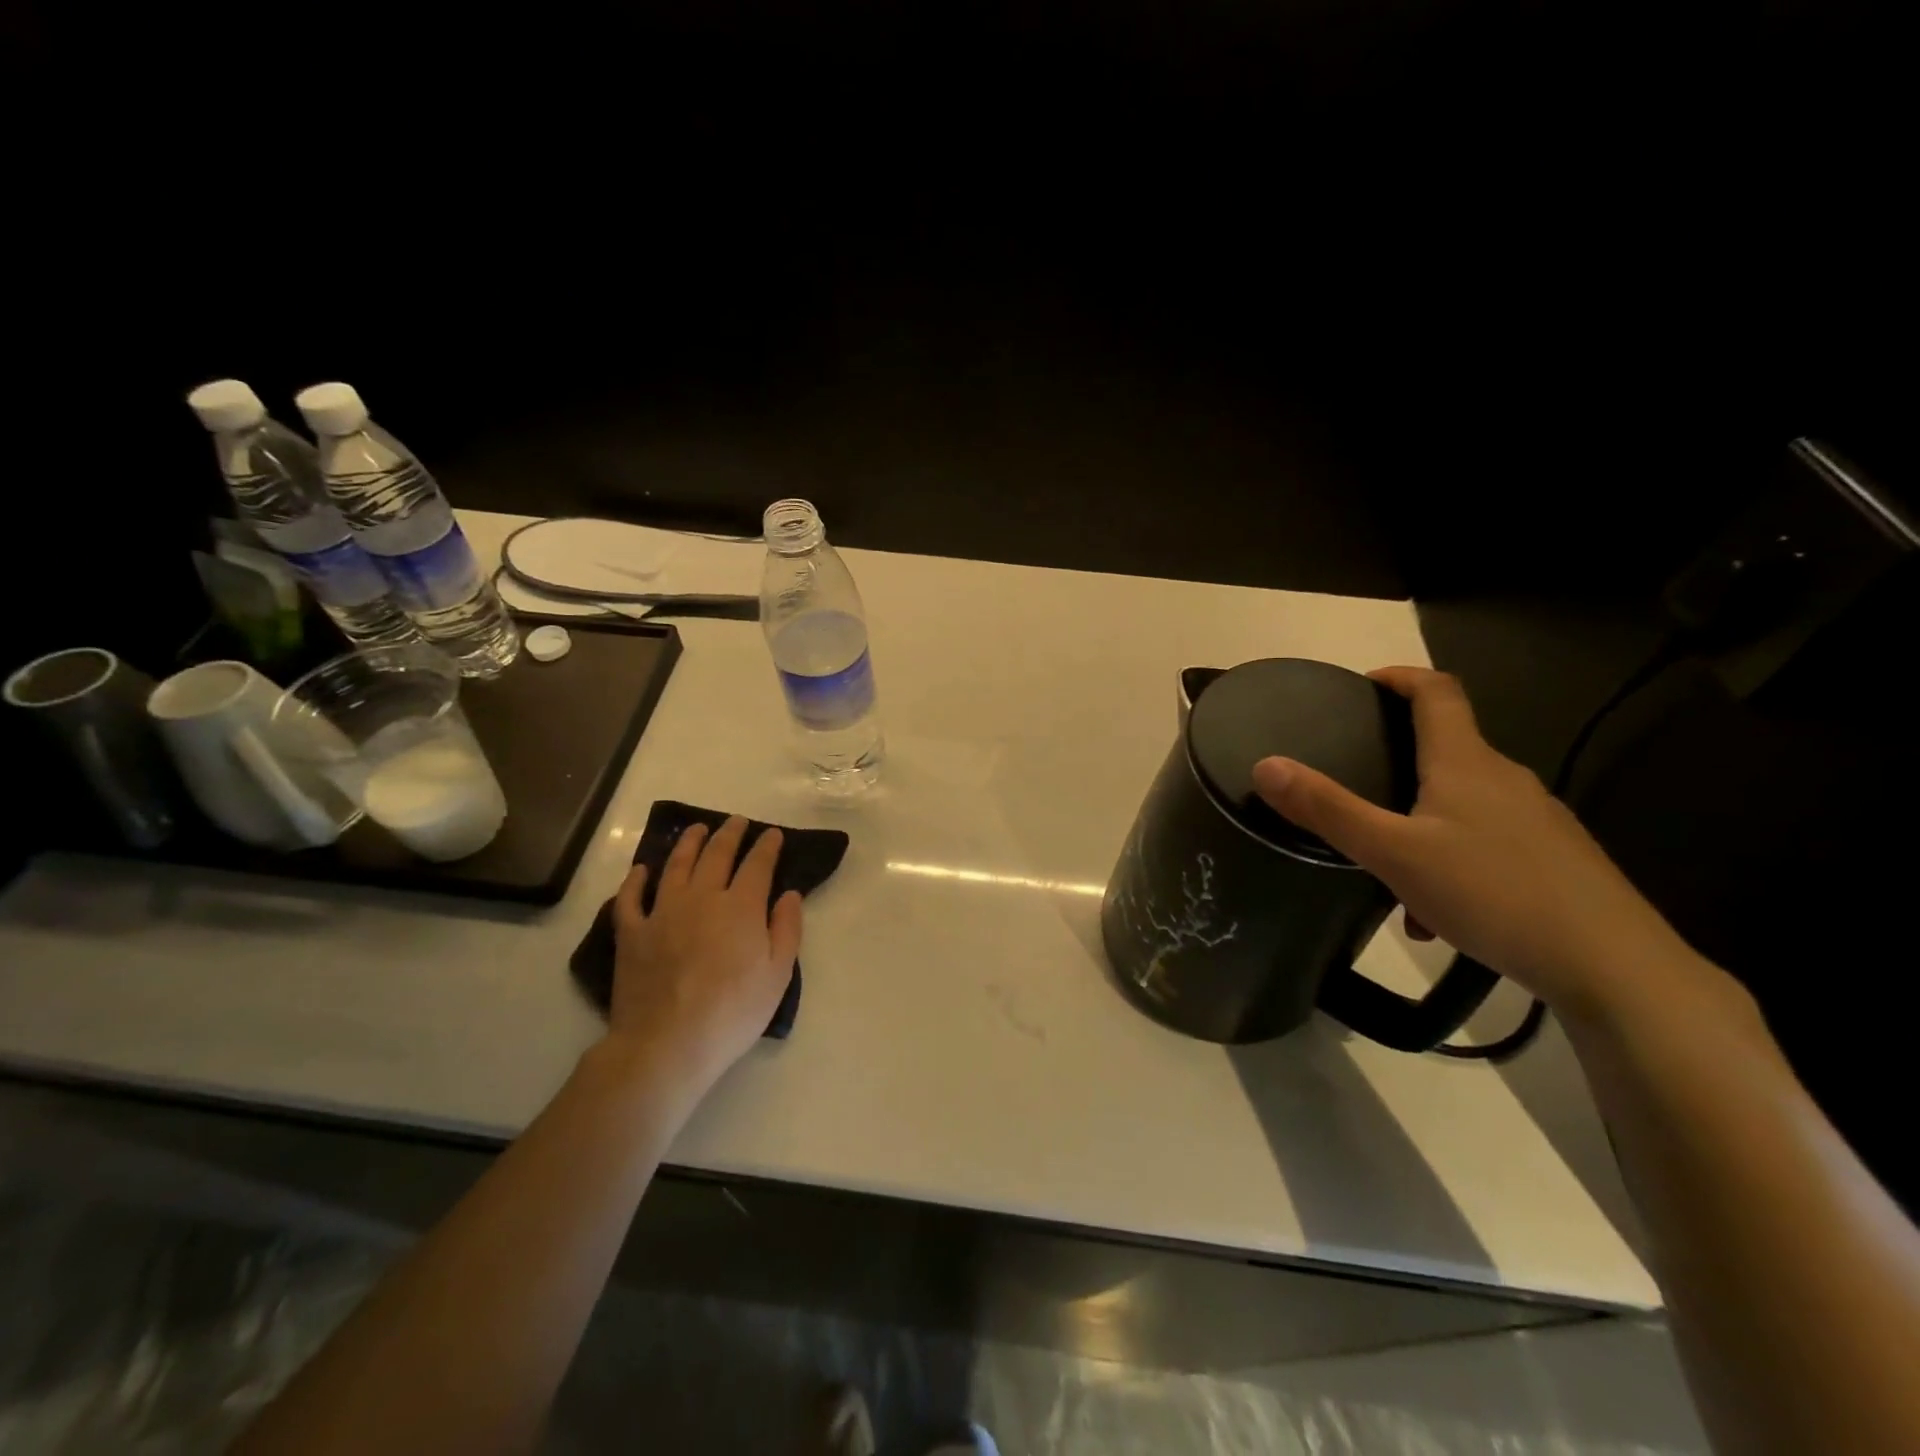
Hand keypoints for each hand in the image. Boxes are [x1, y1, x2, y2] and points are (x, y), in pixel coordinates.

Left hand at [604, 816, 802, 1100]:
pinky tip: (642, 870)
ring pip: (676, 865)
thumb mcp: (777, 975)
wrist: (667, 1044)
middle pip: (716, 855)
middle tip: (737, 822)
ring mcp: (662, 912)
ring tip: (696, 829)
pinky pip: (630, 898)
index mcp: (741, 906)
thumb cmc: (732, 1013)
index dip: (767, 846)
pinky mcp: (632, 933)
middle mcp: (702, 897)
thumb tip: (789, 894)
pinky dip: (635, 880)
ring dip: (688, 843)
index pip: (757, 865)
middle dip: (730, 834)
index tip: (772, 834)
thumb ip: (786, 928)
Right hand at [1250, 666, 1694, 1020]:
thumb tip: (1266, 765)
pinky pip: (1487, 842)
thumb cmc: (1493, 893)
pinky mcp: (1556, 859)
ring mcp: (1537, 820)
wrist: (1614, 967)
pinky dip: (1450, 859)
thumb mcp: (1392, 853)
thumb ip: (1327, 809)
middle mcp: (1505, 779)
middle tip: (1355, 784)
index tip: (1363, 685)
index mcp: (1465, 763)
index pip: (1437, 692)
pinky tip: (1436, 914)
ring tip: (1387, 869)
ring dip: (1420, 822)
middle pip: (1447, 748)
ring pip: (1463, 804)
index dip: (1400, 676)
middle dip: (1398, 760)